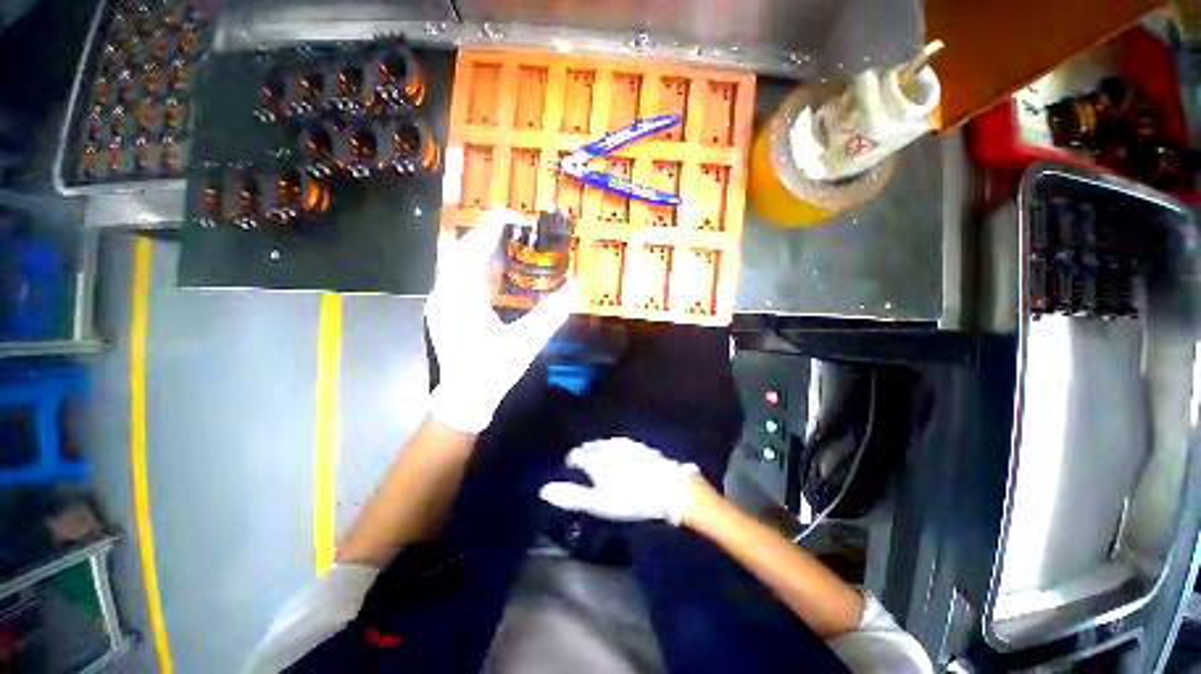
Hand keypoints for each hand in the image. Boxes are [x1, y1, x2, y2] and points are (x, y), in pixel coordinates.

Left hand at [426, 209, 576, 434]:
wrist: (464, 398)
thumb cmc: (493, 371)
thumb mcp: (527, 342)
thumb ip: (552, 314)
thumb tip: (574, 287)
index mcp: (461, 299)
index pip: (472, 250)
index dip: (492, 228)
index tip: (514, 215)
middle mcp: (444, 294)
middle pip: (463, 251)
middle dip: (489, 236)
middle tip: (518, 230)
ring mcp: (440, 301)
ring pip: (459, 263)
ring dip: (483, 250)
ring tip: (511, 245)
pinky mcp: (443, 309)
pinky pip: (459, 277)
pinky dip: (478, 267)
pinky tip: (496, 270)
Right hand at [539, 438, 699, 525]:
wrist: (667, 488)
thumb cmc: (629, 498)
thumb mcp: (598, 502)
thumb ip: (571, 496)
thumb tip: (543, 490)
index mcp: (594, 458)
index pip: (576, 455)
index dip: (572, 462)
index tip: (572, 471)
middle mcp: (607, 445)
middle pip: (590, 446)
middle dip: (585, 454)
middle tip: (587, 468)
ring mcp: (624, 443)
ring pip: (605, 444)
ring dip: (600, 451)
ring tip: (602, 463)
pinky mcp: (638, 445)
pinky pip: (620, 444)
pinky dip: (615, 450)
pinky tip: (621, 459)